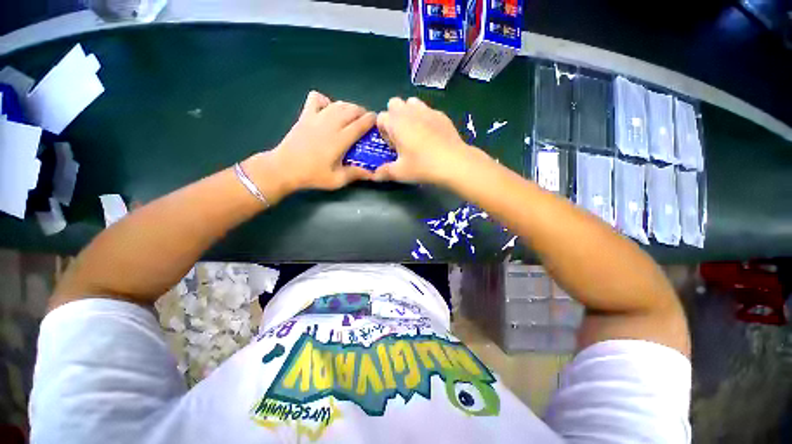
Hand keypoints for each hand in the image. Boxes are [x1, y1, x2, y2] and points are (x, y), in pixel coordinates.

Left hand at [245, 91, 375, 196]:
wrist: (284, 168)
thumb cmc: (312, 175)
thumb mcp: (337, 180)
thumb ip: (355, 174)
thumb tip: (373, 174)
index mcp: (340, 140)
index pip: (360, 124)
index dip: (371, 120)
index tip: (377, 121)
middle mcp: (330, 124)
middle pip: (351, 110)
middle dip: (362, 112)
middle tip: (366, 120)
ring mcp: (316, 117)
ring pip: (337, 103)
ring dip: (348, 106)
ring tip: (352, 114)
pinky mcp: (305, 115)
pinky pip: (316, 98)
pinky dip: (325, 100)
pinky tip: (328, 109)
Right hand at [374, 97, 489, 185]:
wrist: (454, 162)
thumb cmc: (422, 166)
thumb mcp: (400, 172)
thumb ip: (384, 172)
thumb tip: (373, 176)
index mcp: (396, 123)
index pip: (380, 117)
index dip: (383, 131)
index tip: (391, 145)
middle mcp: (409, 111)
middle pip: (394, 103)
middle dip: (393, 117)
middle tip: (401, 137)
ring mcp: (427, 111)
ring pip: (412, 103)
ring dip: (409, 114)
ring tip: (415, 134)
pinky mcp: (441, 115)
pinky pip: (428, 110)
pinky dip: (425, 118)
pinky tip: (432, 136)